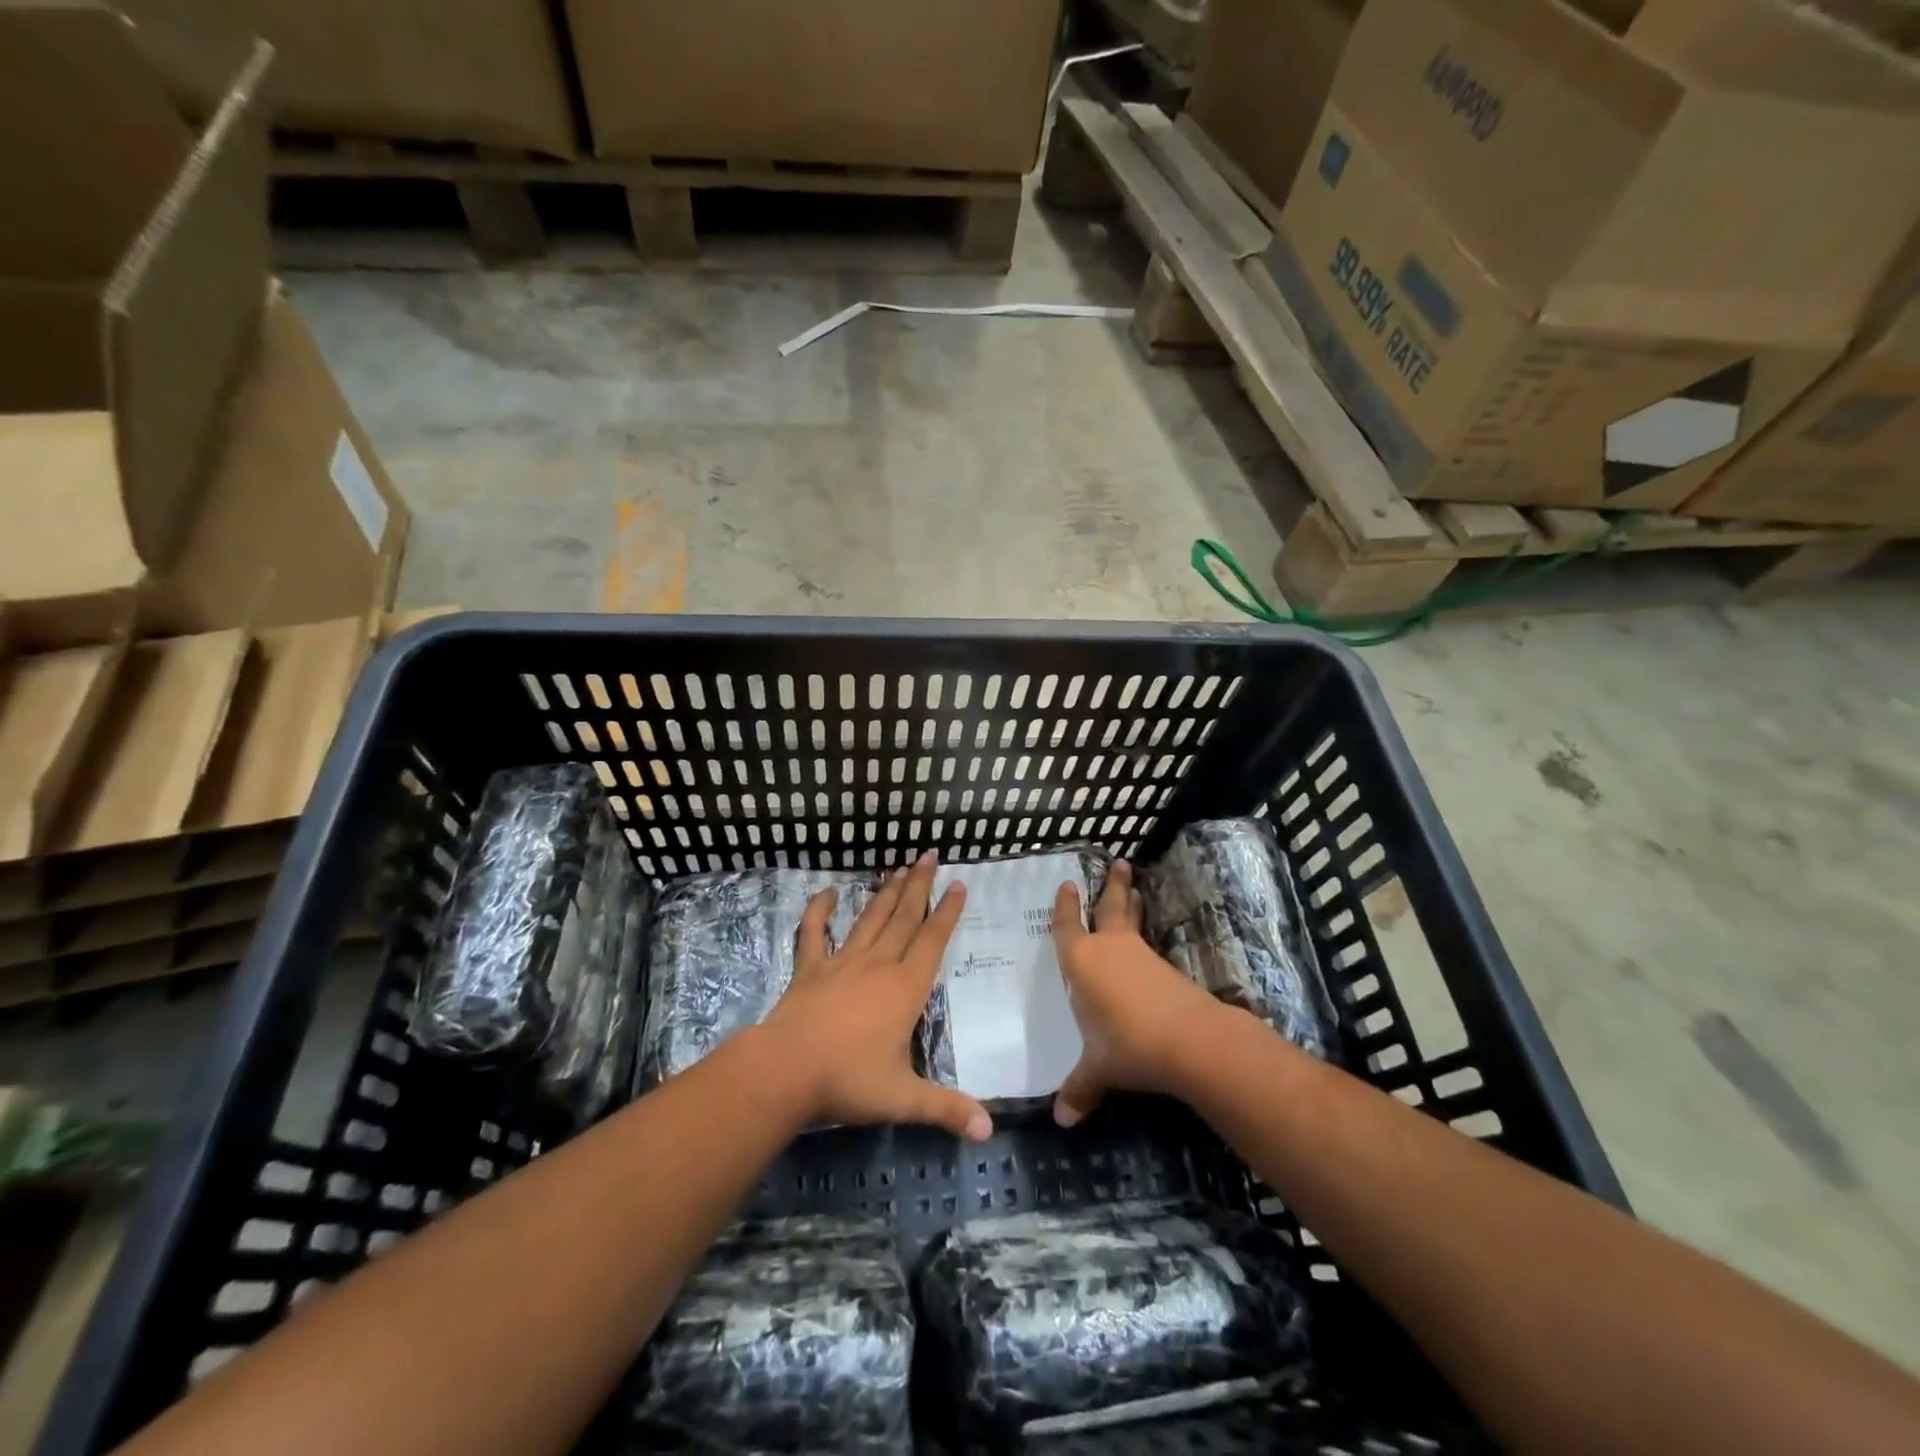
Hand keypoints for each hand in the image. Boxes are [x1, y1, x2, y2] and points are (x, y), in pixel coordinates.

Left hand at [760, 853, 992, 1140]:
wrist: (785, 1070)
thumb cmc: (848, 1080)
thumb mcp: (903, 1098)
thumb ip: (946, 1109)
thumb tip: (989, 1132)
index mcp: (905, 988)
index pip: (932, 941)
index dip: (947, 912)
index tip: (958, 884)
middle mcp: (878, 965)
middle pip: (903, 917)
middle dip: (919, 886)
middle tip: (929, 855)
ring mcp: (842, 963)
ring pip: (869, 919)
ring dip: (885, 892)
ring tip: (899, 867)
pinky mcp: (810, 969)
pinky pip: (815, 933)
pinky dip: (819, 911)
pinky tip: (826, 893)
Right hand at [1050, 860, 1228, 1126]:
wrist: (1189, 1040)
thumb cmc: (1126, 1044)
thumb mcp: (1097, 1070)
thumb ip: (1079, 1088)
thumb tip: (1062, 1119)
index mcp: (1082, 961)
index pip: (1068, 927)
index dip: (1066, 907)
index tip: (1068, 884)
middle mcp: (1110, 949)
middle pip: (1111, 907)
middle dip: (1113, 885)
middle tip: (1120, 862)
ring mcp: (1141, 956)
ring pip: (1134, 921)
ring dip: (1133, 904)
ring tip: (1136, 888)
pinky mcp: (1166, 970)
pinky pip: (1148, 946)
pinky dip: (1145, 938)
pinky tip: (1146, 951)